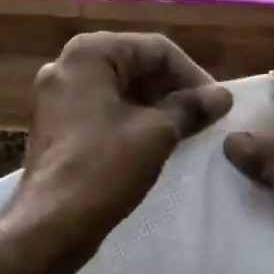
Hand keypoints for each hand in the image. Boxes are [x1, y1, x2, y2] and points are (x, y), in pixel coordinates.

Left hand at [15, 32, 231, 245]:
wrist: (50, 223)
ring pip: (118, 89)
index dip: (192, 74)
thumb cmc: (104, 168)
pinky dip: (130, 120)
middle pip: (134, 65)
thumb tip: (222, 96)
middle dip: (172, 89)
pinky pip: (100, 110)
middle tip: (202, 118)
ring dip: (154, 106)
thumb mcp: (156, 133)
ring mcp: (55, 96)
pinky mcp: (54, 125)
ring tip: (184, 132)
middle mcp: (66, 65)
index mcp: (89, 53)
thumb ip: (191, 107)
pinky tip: (153, 144)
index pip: (155, 49)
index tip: (216, 105)